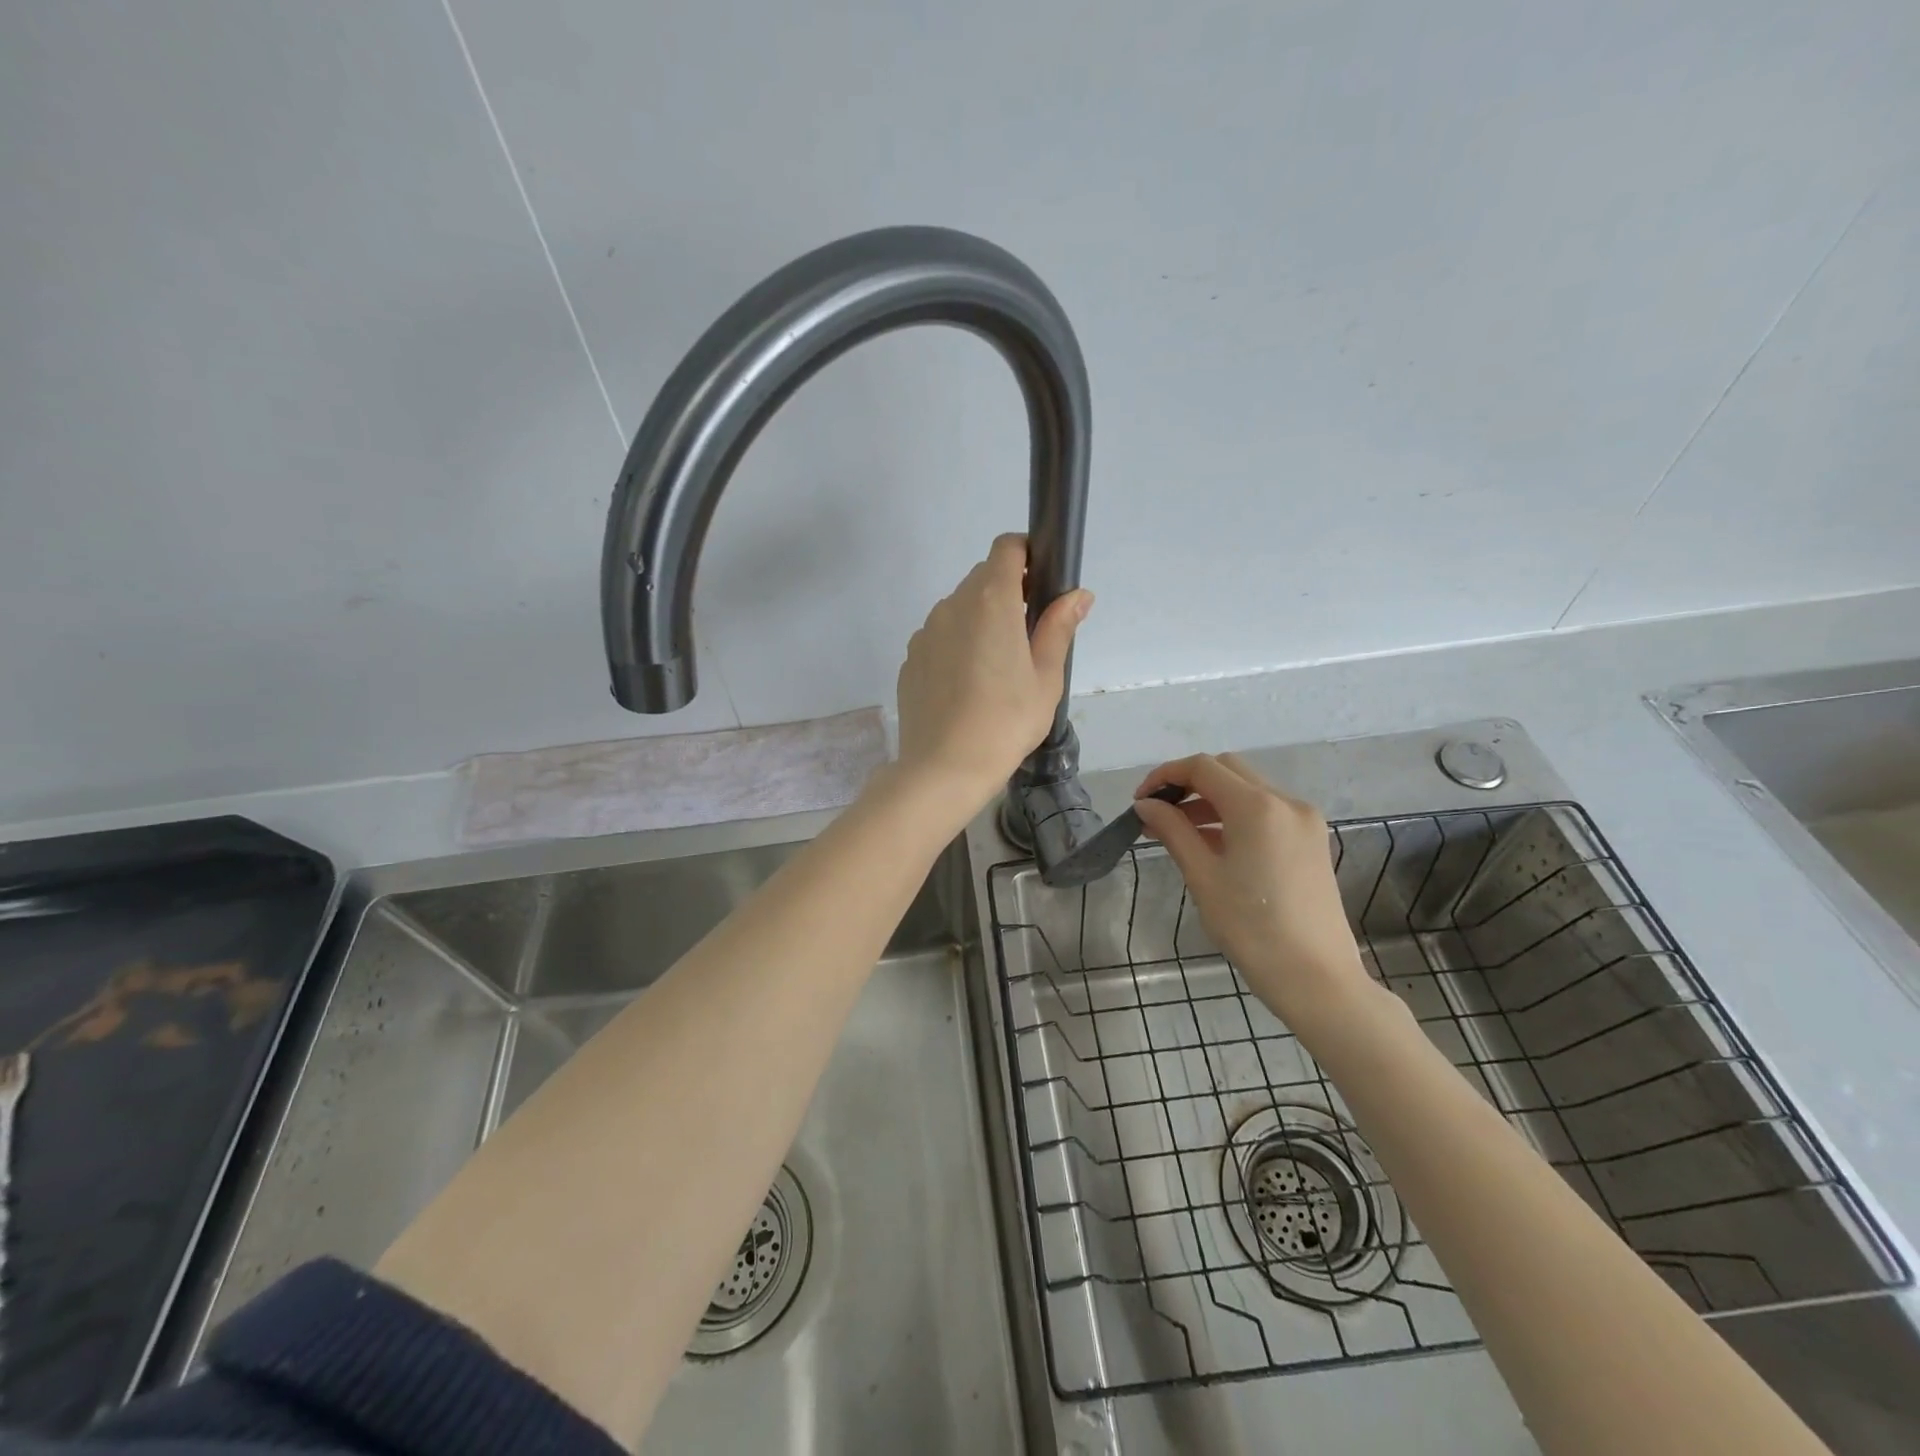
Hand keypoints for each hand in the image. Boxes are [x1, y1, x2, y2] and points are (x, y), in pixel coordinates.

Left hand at [894, 534, 1090, 808]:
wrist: (943, 768)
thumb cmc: (1006, 722)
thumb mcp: (1046, 678)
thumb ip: (1059, 627)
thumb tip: (1078, 594)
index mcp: (991, 601)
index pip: (1006, 547)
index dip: (1026, 554)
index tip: (1040, 584)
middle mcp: (952, 605)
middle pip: (982, 578)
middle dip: (1007, 593)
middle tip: (1027, 637)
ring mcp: (925, 632)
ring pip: (959, 609)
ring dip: (980, 621)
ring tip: (996, 670)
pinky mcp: (910, 658)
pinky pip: (939, 637)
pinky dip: (956, 646)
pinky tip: (967, 687)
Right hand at [1132, 753, 1378, 1031]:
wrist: (1316, 978)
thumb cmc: (1252, 929)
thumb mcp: (1202, 877)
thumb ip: (1173, 831)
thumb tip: (1145, 805)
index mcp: (1257, 807)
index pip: (1202, 768)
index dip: (1165, 776)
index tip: (1140, 802)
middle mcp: (1285, 802)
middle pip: (1227, 770)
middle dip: (1188, 784)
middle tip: (1158, 814)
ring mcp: (1304, 820)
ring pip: (1248, 789)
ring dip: (1210, 800)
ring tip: (1178, 833)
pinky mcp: (1311, 840)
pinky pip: (1266, 811)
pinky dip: (1235, 816)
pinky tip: (1213, 845)